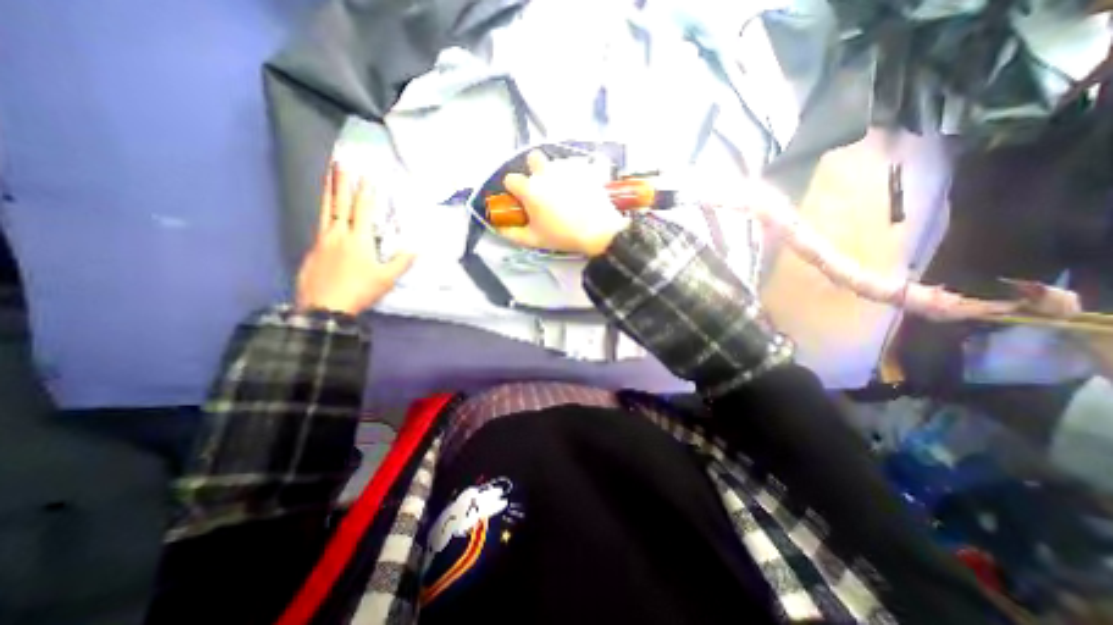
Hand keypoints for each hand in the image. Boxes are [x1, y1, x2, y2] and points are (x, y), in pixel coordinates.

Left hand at [294, 160, 414, 316]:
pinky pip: (320, 226)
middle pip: (339, 204)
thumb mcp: (386, 279)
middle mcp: (337, 234)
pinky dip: (324, 214)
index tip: (367, 176)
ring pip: (325, 211)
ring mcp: (322, 241)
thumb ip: (401, 262)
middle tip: (339, 163)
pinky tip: (326, 216)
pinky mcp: (313, 251)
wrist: (324, 307)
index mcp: (358, 239)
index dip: (366, 193)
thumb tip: (415, 249)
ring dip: (328, 192)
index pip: (363, 210)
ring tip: (327, 177)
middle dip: (341, 182)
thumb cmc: (359, 290)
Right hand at [495, 151, 624, 254]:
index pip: (510, 179)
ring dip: (557, 173)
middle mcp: (546, 172)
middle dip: (534, 169)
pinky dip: (582, 172)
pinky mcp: (586, 169)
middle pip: (533, 158)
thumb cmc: (562, 235)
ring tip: (567, 192)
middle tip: (544, 188)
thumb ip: (513, 234)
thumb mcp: (534, 240)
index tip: (521, 200)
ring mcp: (567, 168)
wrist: (597, 231)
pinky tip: (585, 186)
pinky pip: (582, 164)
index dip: (513, 189)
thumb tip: (499, 229)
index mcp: (530, 188)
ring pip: (557, 163)